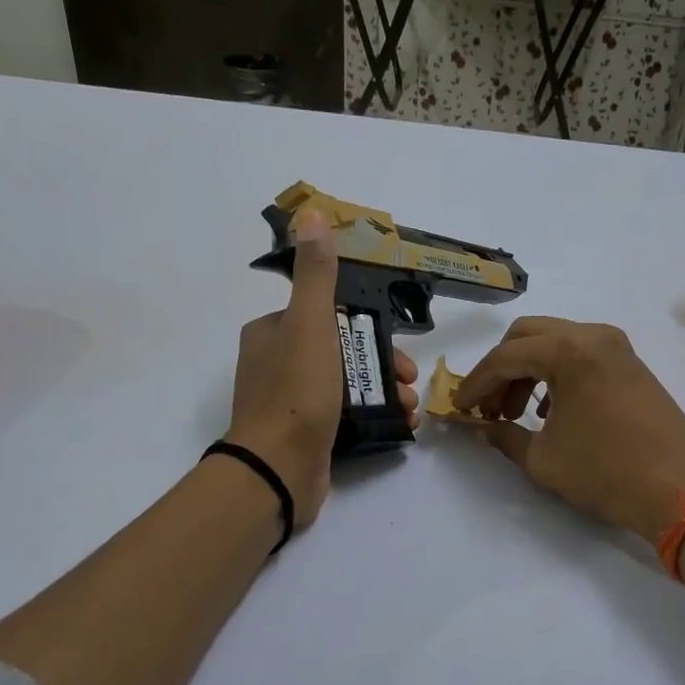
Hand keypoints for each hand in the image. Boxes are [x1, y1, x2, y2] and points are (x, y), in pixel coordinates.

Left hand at [225, 210, 418, 529]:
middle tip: (412, 381)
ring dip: (388, 392)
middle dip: (385, 365)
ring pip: (349, 385)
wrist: (278, 470)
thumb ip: (316, 276)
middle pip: (343, 352)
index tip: (397, 347)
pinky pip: (346, 416)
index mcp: (272, 333)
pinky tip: (402, 425)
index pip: (327, 317)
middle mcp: (277, 364)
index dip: (368, 329)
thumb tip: (312, 215)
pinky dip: (376, 416)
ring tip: (412, 407)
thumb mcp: (311, 325)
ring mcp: (292, 403)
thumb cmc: (296, 392)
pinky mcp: (306, 436)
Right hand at [455, 317, 684, 546]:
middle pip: (529, 336)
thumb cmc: (606, 472)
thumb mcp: (543, 459)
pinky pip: (582, 356)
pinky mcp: (633, 366)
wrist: (679, 490)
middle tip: (489, 407)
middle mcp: (594, 336)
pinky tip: (553, 412)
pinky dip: (558, 374)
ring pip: (557, 343)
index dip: (476, 383)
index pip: (506, 357)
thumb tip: (482, 427)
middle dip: (501, 369)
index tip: (460, 408)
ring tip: (518, 414)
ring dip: (529, 371)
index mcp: (569, 350)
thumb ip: (504, 437)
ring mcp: (619, 349)